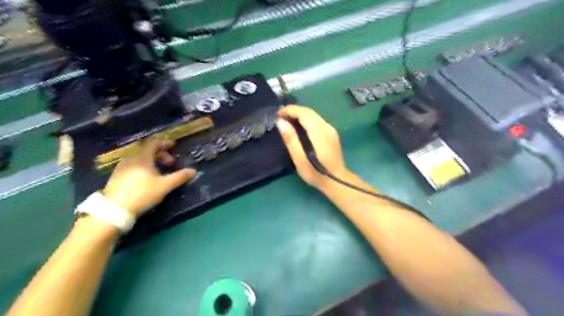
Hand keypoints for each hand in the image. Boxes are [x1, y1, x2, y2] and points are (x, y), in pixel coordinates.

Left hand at [101, 138, 196, 217]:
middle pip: (146, 150)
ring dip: (151, 161)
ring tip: (160, 171)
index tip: (173, 146)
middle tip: (170, 164)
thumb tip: (193, 171)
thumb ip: (180, 177)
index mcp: (142, 158)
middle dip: (160, 154)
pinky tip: (147, 178)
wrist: (115, 210)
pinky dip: (143, 166)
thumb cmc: (143, 193)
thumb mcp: (165, 186)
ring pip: (139, 158)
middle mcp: (130, 159)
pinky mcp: (117, 176)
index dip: (164, 143)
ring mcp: (122, 167)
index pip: (153, 143)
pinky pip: (133, 165)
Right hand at [277, 105, 348, 189]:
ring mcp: (331, 130)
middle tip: (280, 117)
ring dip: (299, 114)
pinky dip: (305, 119)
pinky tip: (298, 126)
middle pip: (309, 112)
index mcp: (319, 133)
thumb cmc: (316, 174)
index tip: (277, 114)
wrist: (337, 181)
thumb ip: (291, 140)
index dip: (290, 110)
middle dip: (293, 110)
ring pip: (314, 115)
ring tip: (286, 120)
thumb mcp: (300, 160)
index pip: (304, 113)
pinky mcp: (332, 133)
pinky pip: (317, 120)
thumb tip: (281, 122)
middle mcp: (327, 128)